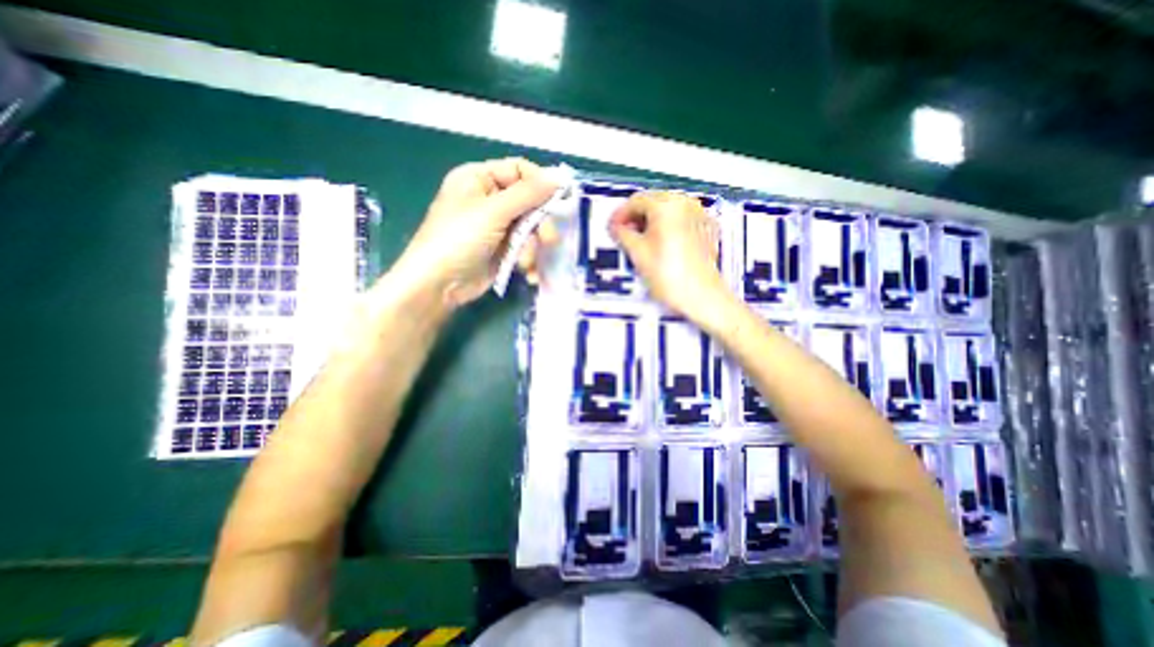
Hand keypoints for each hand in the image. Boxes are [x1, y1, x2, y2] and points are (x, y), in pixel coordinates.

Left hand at [391, 158, 560, 307]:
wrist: (439, 284)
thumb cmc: (459, 239)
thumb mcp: (493, 212)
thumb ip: (528, 194)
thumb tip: (559, 176)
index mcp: (479, 179)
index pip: (519, 170)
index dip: (539, 183)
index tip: (558, 200)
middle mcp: (490, 199)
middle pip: (529, 201)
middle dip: (540, 223)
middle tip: (548, 239)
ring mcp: (497, 226)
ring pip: (530, 228)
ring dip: (532, 247)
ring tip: (526, 262)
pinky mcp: (502, 249)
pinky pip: (525, 247)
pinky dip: (529, 259)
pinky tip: (528, 273)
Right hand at [606, 193, 728, 320]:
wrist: (701, 296)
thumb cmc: (673, 277)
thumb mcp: (637, 253)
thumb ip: (622, 234)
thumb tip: (617, 228)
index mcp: (667, 205)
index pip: (635, 201)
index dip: (620, 215)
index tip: (613, 226)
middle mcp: (686, 204)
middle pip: (653, 202)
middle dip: (635, 217)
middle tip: (623, 233)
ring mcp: (699, 216)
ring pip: (668, 210)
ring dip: (651, 221)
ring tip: (640, 240)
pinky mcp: (706, 229)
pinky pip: (682, 220)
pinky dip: (668, 227)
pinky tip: (660, 243)